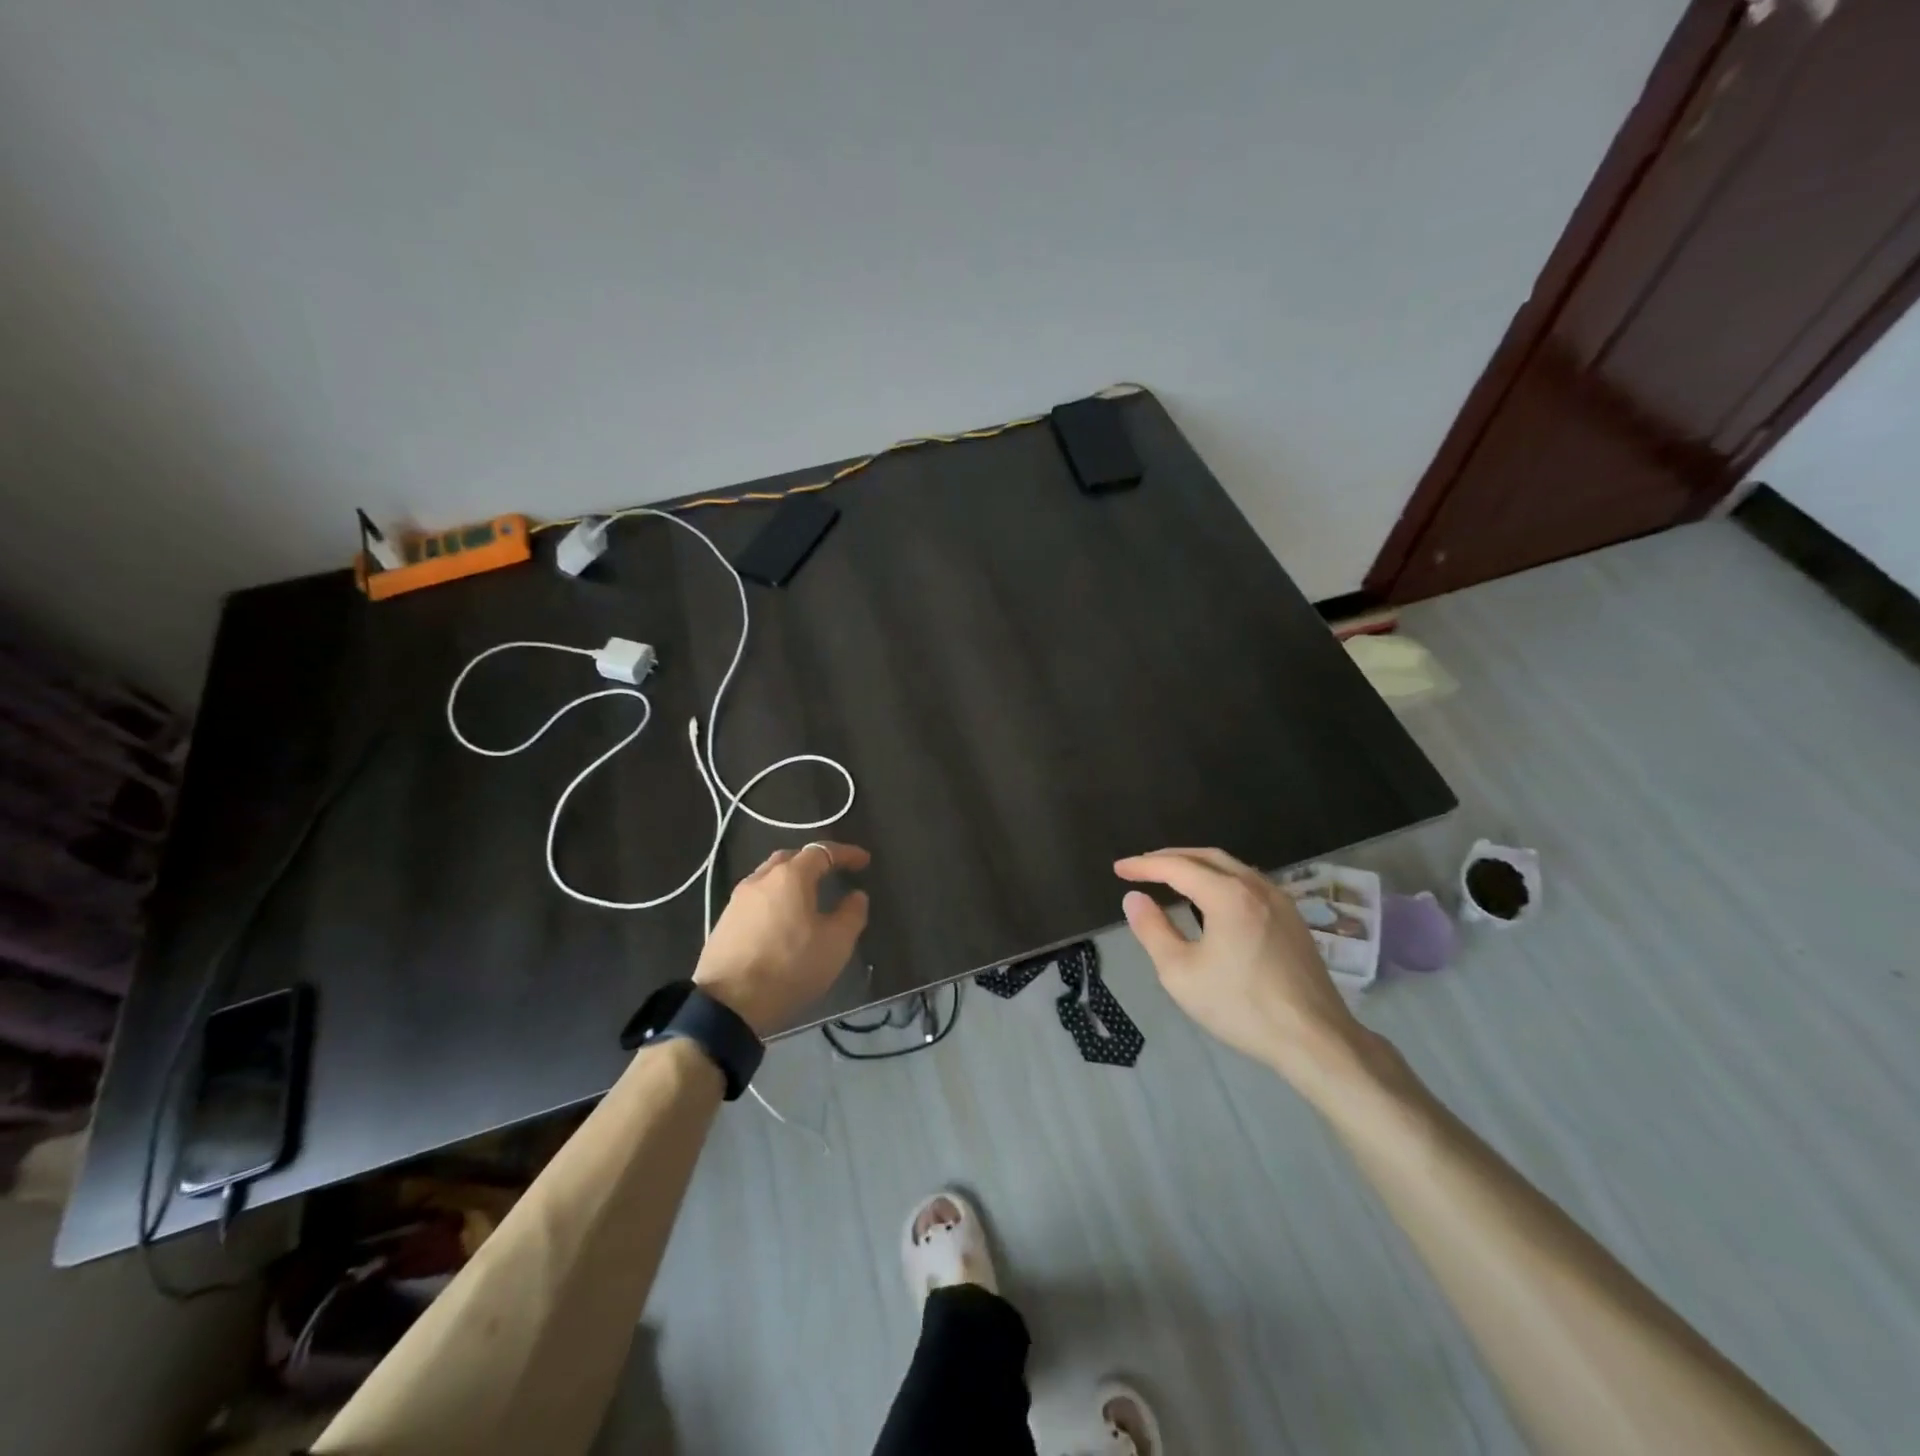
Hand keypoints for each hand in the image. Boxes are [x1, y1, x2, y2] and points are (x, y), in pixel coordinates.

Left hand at [694, 842, 870, 1037]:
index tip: (864, 860)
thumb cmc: (789, 967)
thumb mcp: (835, 944)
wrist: (727, 1005)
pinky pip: (756, 899)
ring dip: (791, 880)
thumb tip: (856, 896)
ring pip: (769, 877)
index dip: (846, 854)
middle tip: (832, 873)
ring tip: (807, 897)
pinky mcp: (724, 922)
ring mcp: (737, 900)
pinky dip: (774, 899)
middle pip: (790, 858)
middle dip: (813, 861)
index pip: (822, 852)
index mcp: (790, 877)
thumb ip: (851, 914)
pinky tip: (782, 919)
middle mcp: (761, 879)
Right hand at [1115, 847, 1368, 1089]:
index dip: (1144, 866)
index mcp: (1228, 895)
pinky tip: (1211, 898)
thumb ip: (1152, 930)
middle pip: (1206, 857)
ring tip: (1171, 877)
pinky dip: (1220, 879)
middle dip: (1170, 857)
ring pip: (1231, 868)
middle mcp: (1256, 887)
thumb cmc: (1241, 1007)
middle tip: (1141, 867)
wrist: (1315, 1039)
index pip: (1177, 867)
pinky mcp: (1293, 919)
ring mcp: (1280, 901)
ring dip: (1197, 866)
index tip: (1119, 869)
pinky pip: (1249, 883)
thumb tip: (1134, 898)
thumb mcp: (1180, 973)